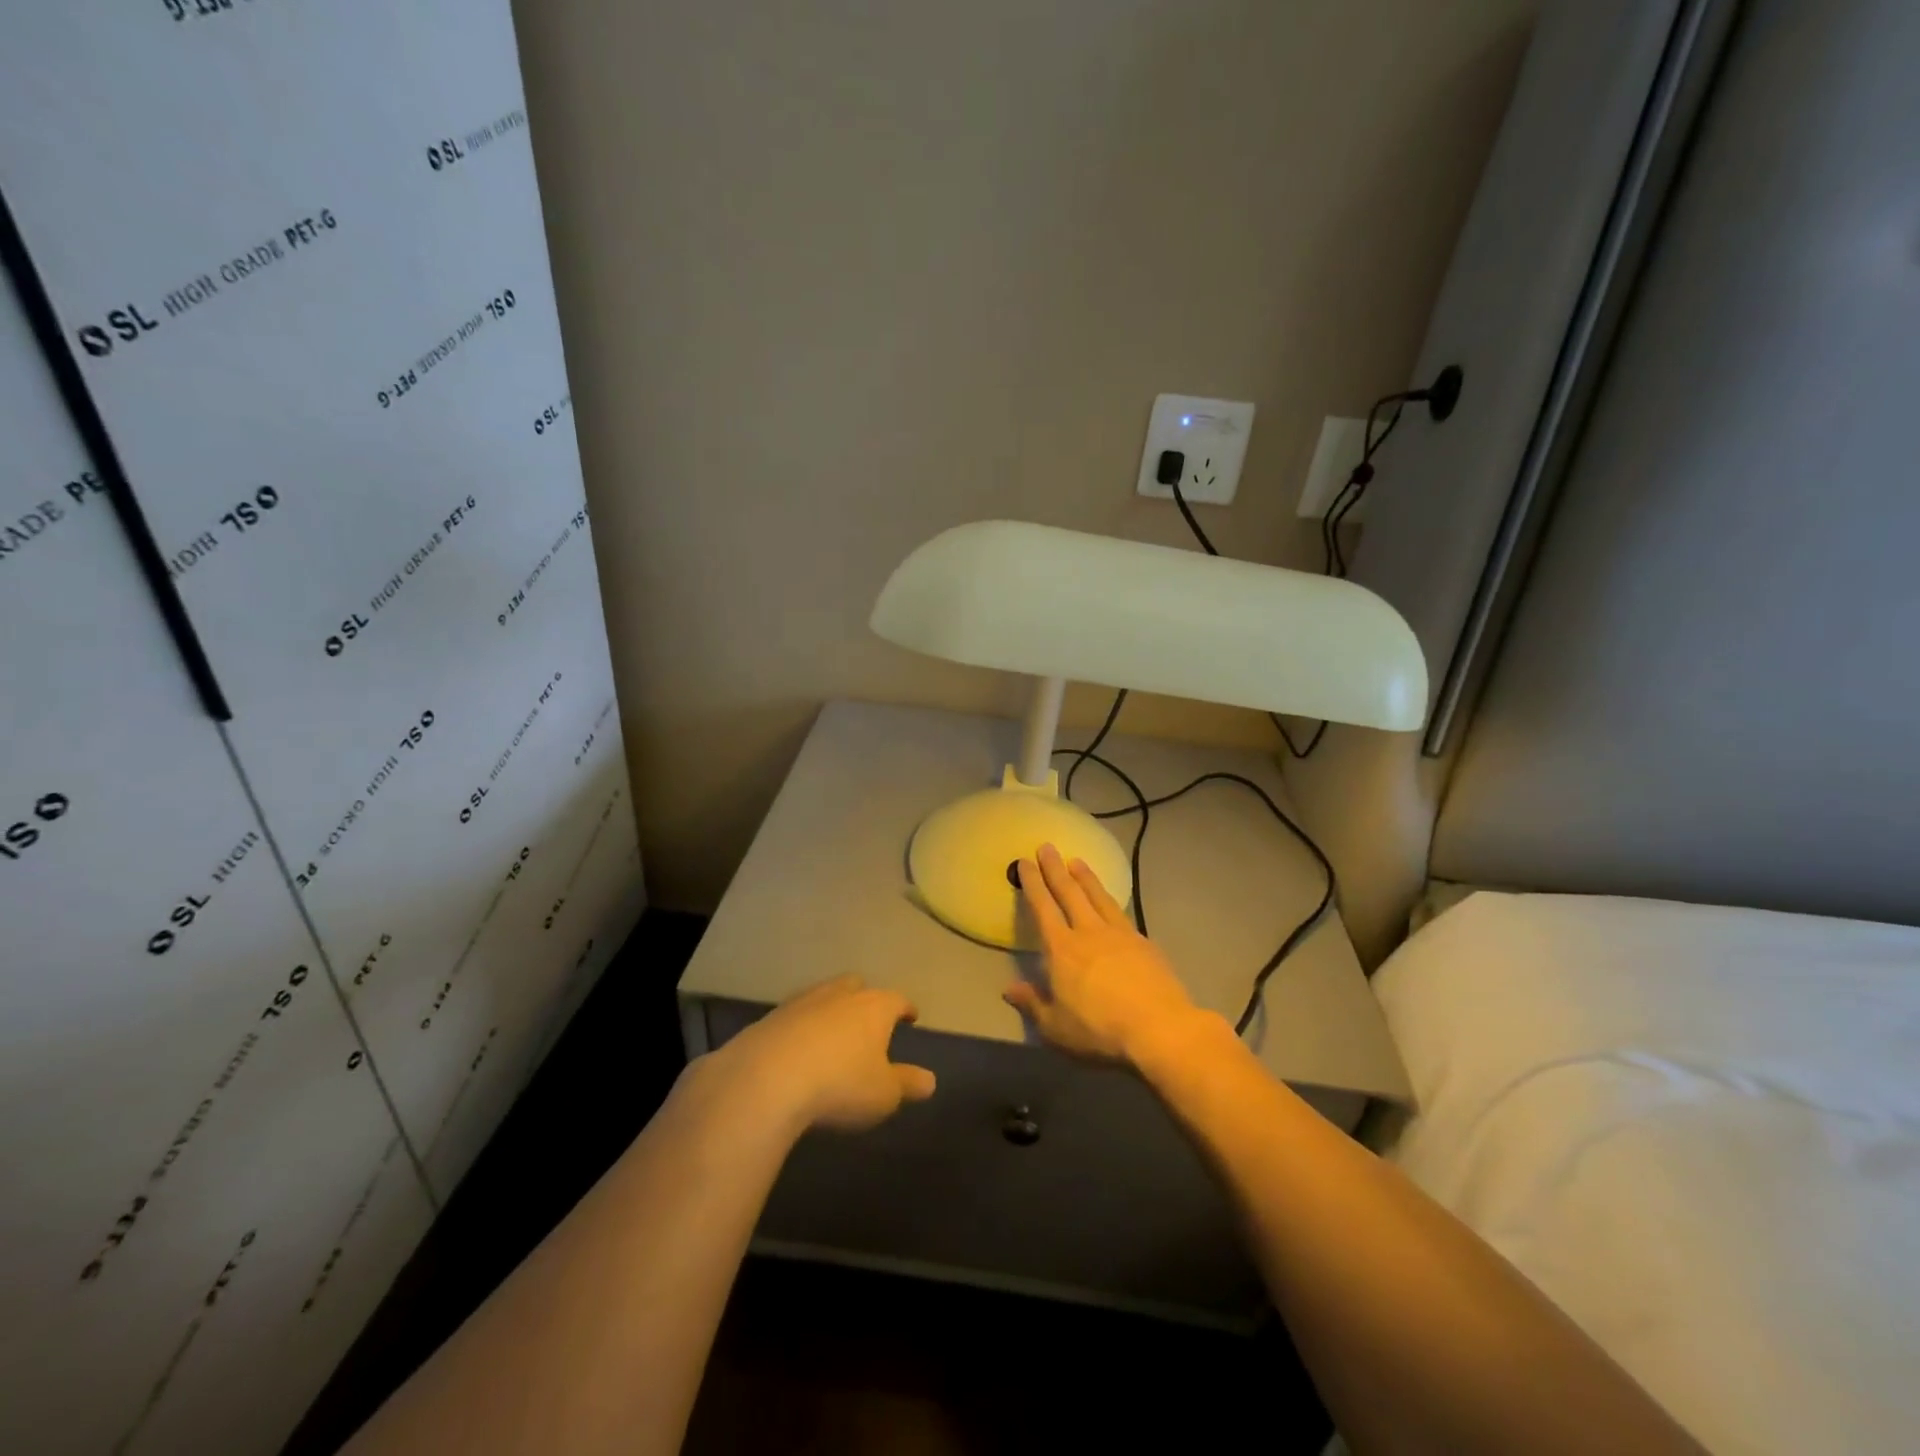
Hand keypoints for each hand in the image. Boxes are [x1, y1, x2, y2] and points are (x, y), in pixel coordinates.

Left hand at [715, 975, 936, 1132]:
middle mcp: (839, 994)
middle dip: (865, 999)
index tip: (911, 1017)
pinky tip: (799, 1048)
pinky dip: (801, 1027)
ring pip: (824, 996)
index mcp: (873, 1006)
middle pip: (857, 986)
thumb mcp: (883, 1094)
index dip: (906, 1009)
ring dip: (830, 1011)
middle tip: (869, 1019)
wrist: (766, 1078)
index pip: (897, 1000)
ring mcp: (802, 1002)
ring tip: (833, 1033)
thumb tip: (930, 1080)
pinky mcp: (770, 1017)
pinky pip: (794, 1017)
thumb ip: (907, 1084)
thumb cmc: (840, 1084)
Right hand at [1004, 844, 1205, 1064]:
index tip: (1025, 862)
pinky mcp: (1144, 943)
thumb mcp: (1056, 1028)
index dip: (1033, 884)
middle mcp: (1088, 932)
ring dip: (1086, 877)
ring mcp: (1119, 934)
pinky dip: (1109, 900)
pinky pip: (1120, 912)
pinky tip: (1109, 901)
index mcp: (1062, 949)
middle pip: (1069, 893)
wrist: (1160, 1029)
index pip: (1043, 908)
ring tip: (1077, 861)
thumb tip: (1009, 988)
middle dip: (1055, 869)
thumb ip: (1033, 1004)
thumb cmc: (1100, 1031)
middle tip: (1047, 846)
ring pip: (1098, 897)